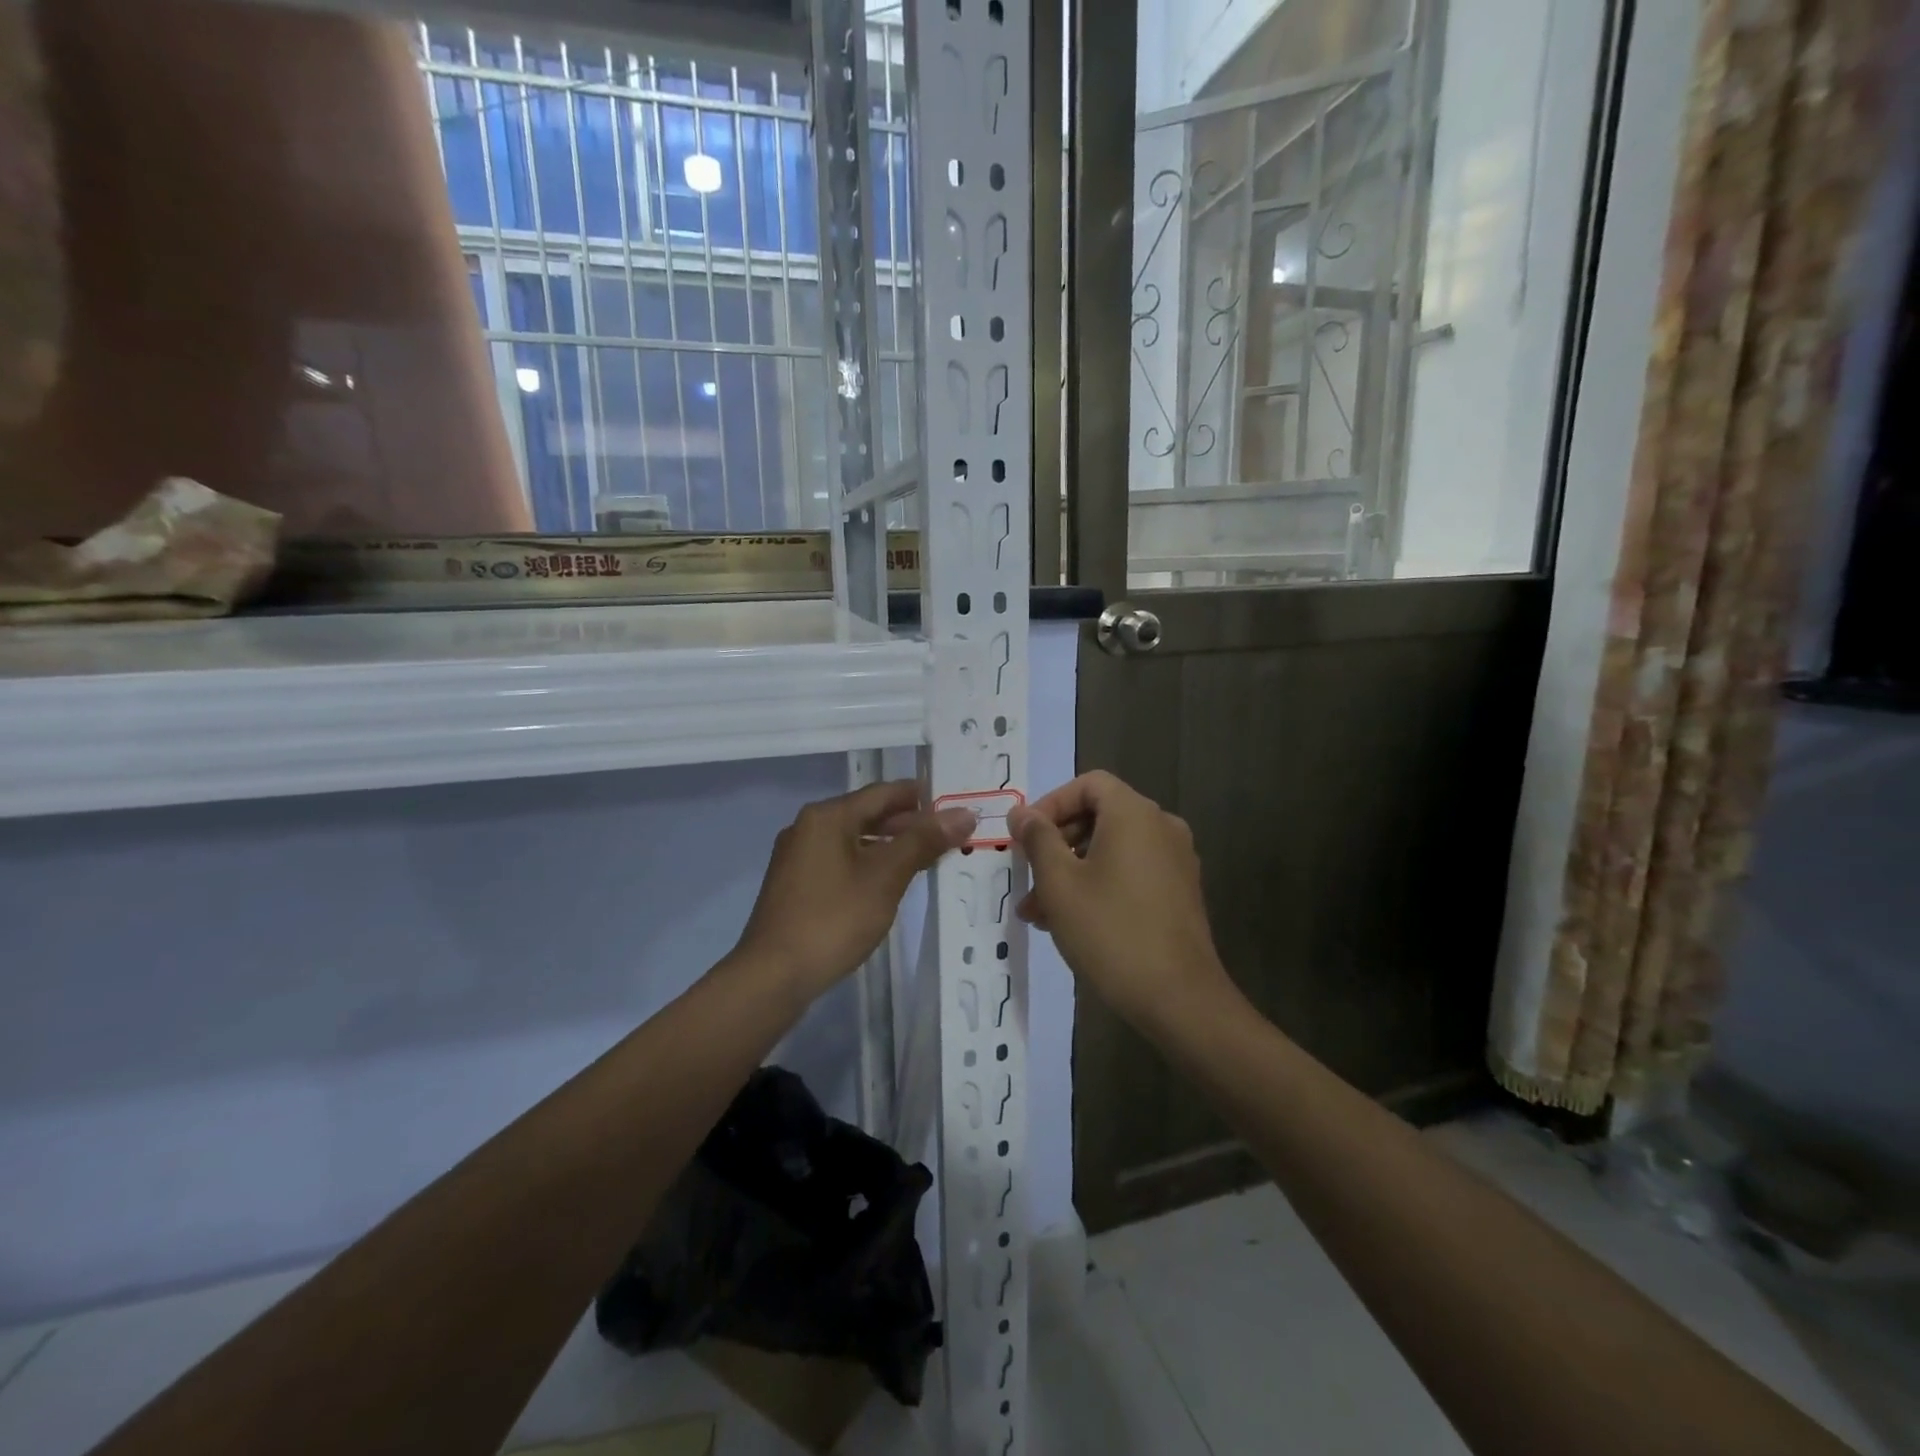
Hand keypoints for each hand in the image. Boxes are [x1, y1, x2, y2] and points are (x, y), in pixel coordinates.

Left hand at [732, 781, 974, 1001]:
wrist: (772, 976)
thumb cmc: (833, 920)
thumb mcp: (885, 878)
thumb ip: (924, 841)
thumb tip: (964, 813)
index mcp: (828, 816)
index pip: (884, 793)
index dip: (922, 797)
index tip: (956, 806)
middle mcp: (809, 826)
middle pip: (868, 813)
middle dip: (909, 824)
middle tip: (950, 836)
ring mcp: (798, 856)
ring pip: (854, 839)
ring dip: (890, 845)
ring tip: (928, 859)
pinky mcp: (795, 883)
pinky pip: (840, 860)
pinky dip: (868, 863)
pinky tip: (889, 883)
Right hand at [1009, 771, 1233, 1029]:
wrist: (1179, 998)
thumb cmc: (1111, 931)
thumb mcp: (1060, 884)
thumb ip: (1038, 839)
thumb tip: (1022, 813)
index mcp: (1135, 814)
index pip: (1088, 784)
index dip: (1051, 804)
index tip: (1025, 837)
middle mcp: (1161, 827)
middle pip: (1099, 816)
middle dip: (1056, 844)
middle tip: (1027, 877)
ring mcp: (1175, 861)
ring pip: (1111, 849)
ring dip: (1071, 871)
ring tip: (1038, 912)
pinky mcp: (1179, 892)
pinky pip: (1131, 872)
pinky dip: (1099, 885)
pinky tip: (1071, 923)